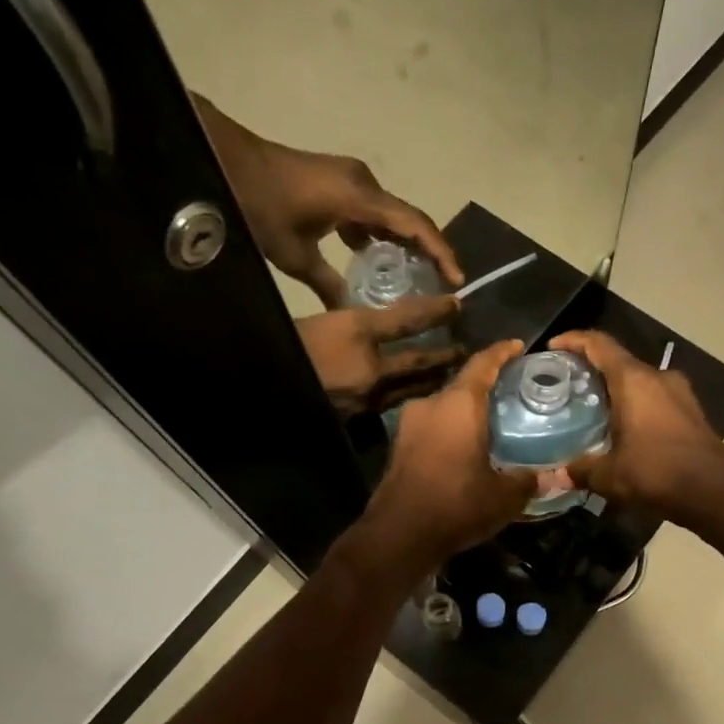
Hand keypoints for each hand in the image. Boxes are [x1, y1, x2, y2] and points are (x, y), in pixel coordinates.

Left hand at [192, 94, 460, 309]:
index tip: (457, 280)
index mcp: (360, 198)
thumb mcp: (295, 254)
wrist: (225, 160)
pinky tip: (375, 260)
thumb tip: (351, 313)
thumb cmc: (261, 206)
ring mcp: (352, 179)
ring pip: (392, 215)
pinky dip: (380, 235)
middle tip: (443, 284)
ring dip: (405, 243)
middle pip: (410, 219)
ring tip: (416, 277)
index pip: (415, 226)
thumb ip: (328, 284)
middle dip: (430, 251)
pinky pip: (373, 210)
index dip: (441, 253)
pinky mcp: (339, 182)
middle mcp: (364, 183)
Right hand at [297, 296, 463, 417]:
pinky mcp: (357, 419)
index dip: (434, 311)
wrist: (258, 382)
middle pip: (418, 363)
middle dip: (443, 357)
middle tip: (465, 352)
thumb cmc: (288, 342)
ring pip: (408, 389)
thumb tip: (390, 324)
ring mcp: (365, 400)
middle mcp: (370, 372)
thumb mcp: (323, 321)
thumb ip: (359, 323)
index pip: (407, 320)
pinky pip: (389, 406)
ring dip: (429, 381)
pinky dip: (405, 398)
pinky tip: (410, 397)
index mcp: (358, 336)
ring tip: (444, 375)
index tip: (457, 304)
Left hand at [360, 340, 536, 570]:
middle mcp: (431, 405)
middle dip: (487, 386)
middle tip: (514, 392)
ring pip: (446, 407)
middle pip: (463, 384)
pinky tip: (469, 445)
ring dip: (468, 410)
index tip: (518, 346)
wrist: (399, 536)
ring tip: (494, 420)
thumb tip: (552, 477)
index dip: (502, 352)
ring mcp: (409, 425)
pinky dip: (452, 428)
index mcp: (458, 405)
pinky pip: (433, 426)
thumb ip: (528, 480)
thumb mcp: (504, 496)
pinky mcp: (400, 447)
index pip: (482, 363)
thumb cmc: (456, 505)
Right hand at [550, 330, 723, 522]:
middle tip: (568, 386)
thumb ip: (581, 470)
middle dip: (592, 369)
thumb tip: (557, 475)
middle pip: (619, 361)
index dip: (573, 340)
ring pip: (639, 380)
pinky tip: (623, 428)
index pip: (599, 344)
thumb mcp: (610, 475)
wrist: (715, 490)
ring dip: (616, 389)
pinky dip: (635, 404)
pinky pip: (655, 397)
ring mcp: (679, 392)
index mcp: (634, 380)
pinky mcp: (691, 411)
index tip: (553, 347)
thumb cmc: (657, 472)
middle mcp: (658, 377)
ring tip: (593, 409)